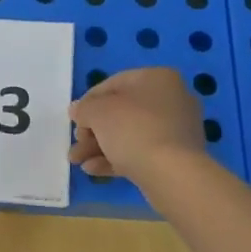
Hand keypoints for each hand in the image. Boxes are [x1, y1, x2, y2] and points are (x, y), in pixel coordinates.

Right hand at [69, 68, 207, 180]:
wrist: (172, 174)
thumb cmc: (133, 129)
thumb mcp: (98, 112)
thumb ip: (84, 108)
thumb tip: (78, 110)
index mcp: (157, 78)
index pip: (114, 84)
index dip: (89, 101)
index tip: (75, 119)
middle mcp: (171, 99)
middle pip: (121, 112)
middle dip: (93, 130)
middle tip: (77, 143)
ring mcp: (176, 130)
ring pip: (129, 134)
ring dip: (99, 147)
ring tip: (76, 161)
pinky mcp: (176, 157)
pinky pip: (141, 152)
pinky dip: (116, 158)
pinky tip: (93, 170)